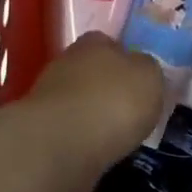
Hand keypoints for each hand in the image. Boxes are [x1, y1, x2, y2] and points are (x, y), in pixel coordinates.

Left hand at [24, 33, 164, 176]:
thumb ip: (147, 69)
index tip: (139, 82)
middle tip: (128, 109)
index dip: (126, 60)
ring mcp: (49, 95)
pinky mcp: (40, 127)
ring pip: (78, 99)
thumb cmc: (114, 101)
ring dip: (93, 112)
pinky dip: (82, 135)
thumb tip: (140, 69)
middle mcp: (67, 62)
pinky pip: (69, 127)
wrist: (64, 142)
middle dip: (107, 88)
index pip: (111, 43)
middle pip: (92, 71)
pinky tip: (96, 148)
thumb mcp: (150, 77)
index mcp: (95, 43)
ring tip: (114, 134)